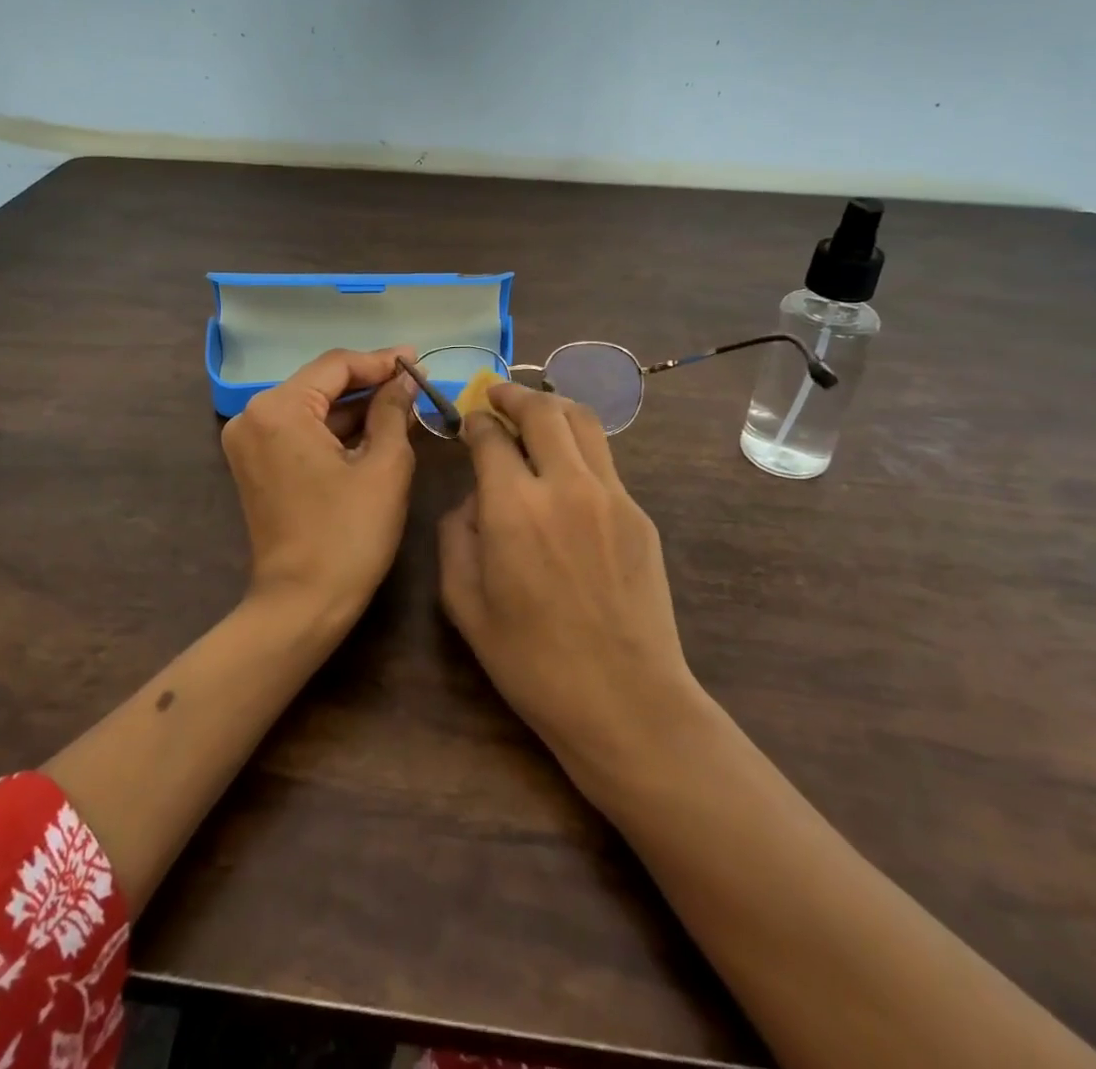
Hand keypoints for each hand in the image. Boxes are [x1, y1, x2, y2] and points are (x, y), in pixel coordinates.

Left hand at [222, 347, 418, 630]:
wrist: (302, 604)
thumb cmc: (348, 534)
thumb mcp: (384, 466)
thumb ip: (393, 411)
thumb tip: (405, 380)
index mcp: (278, 409)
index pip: (335, 366)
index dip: (380, 361)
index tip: (418, 361)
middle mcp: (253, 416)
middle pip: (320, 383)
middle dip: (369, 383)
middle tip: (415, 381)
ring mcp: (250, 442)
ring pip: (312, 407)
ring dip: (355, 407)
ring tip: (404, 402)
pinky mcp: (257, 464)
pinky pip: (301, 432)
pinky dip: (336, 430)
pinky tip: (375, 427)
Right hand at [439, 383, 703, 780]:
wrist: (624, 700)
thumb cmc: (531, 660)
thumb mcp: (464, 602)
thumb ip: (457, 534)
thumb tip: (474, 497)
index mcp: (513, 507)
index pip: (491, 436)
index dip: (476, 421)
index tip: (468, 420)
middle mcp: (564, 485)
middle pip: (542, 411)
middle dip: (513, 395)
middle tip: (497, 395)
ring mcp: (611, 495)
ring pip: (582, 422)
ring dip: (552, 408)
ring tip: (534, 413)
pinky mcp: (638, 513)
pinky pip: (604, 461)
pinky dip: (578, 446)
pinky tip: (565, 468)